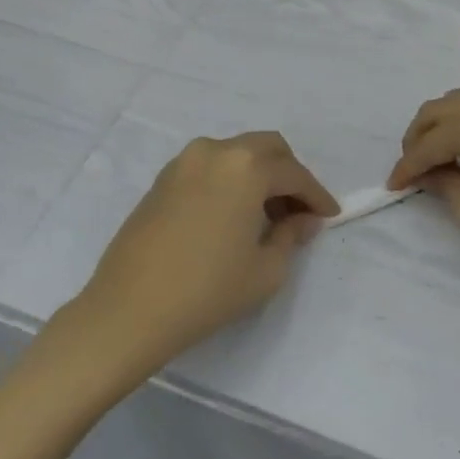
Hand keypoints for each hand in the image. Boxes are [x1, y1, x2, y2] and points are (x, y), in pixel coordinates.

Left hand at [76, 132, 338, 372]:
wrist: (129, 310)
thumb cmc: (207, 290)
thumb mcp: (266, 269)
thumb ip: (292, 235)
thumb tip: (302, 219)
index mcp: (246, 167)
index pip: (294, 174)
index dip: (317, 195)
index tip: (330, 215)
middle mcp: (215, 151)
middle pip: (267, 148)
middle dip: (289, 174)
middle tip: (299, 209)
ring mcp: (184, 162)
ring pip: (236, 154)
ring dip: (259, 175)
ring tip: (266, 216)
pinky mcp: (162, 179)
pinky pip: (210, 167)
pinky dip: (230, 180)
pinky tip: (233, 215)